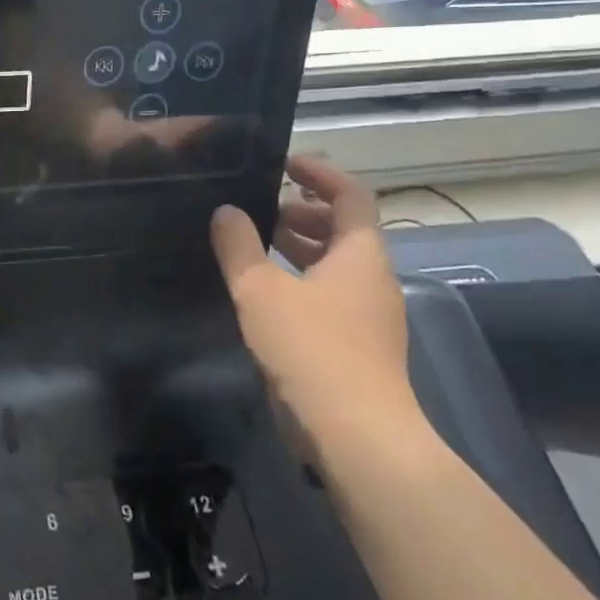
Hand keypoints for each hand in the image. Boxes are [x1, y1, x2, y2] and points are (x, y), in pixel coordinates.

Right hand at [210, 155, 420, 449]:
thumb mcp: (260, 290)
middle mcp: (373, 279)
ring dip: (299, 247)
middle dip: (302, 212)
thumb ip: (239, 246)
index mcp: (360, 255)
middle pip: (344, 229)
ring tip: (255, 245)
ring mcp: (369, 316)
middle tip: (260, 209)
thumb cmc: (312, 349)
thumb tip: (226, 211)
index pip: (351, 195)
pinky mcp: (357, 346)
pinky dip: (299, 280)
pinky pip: (329, 295)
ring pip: (335, 264)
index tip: (283, 164)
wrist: (357, 435)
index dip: (321, 173)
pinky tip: (264, 294)